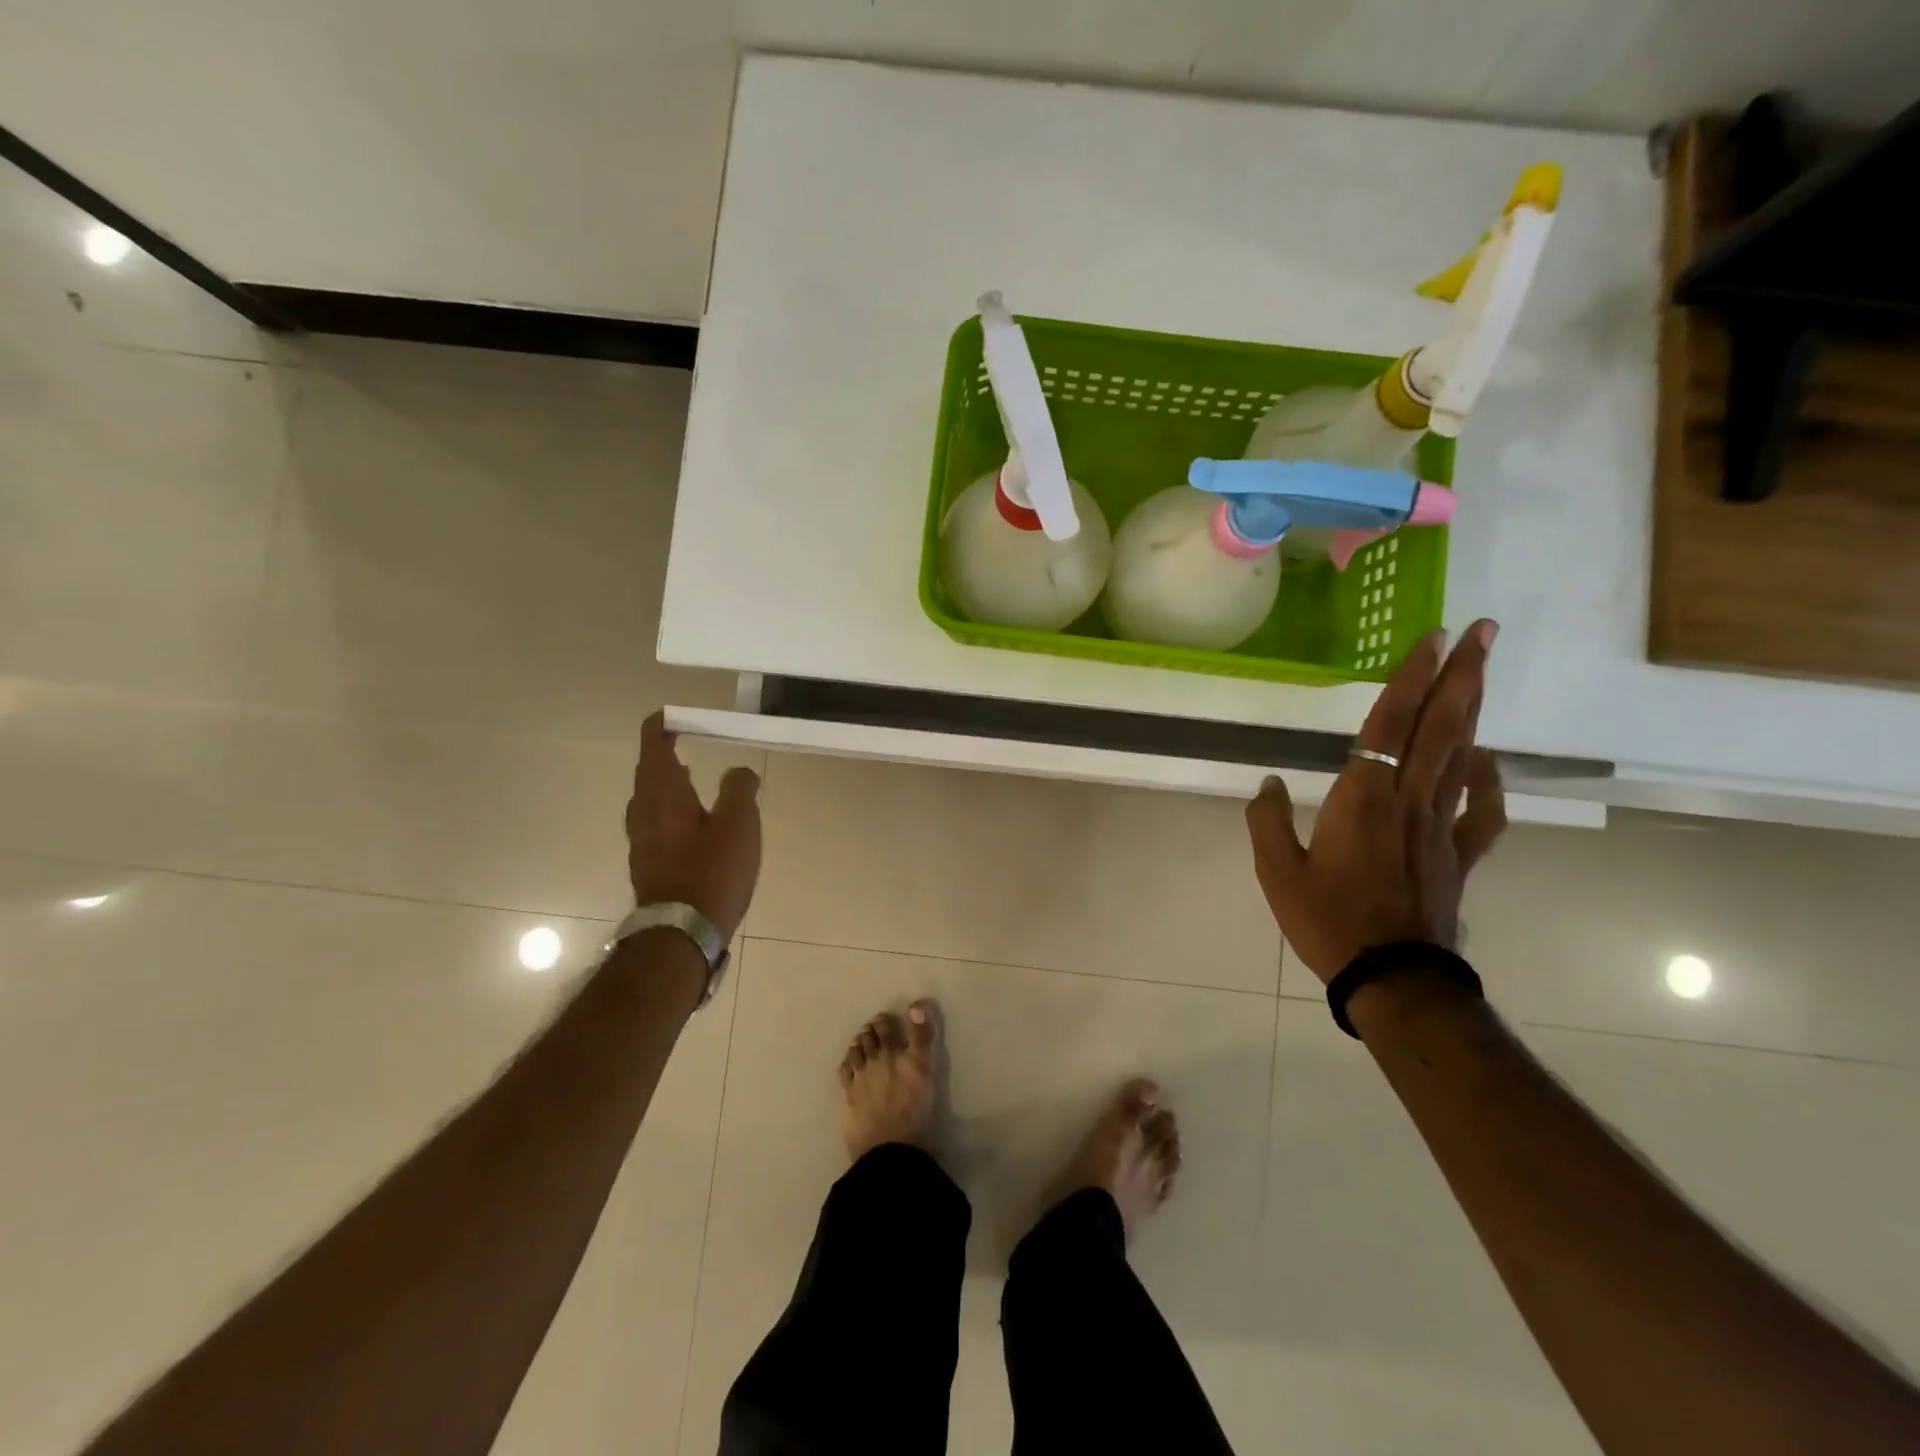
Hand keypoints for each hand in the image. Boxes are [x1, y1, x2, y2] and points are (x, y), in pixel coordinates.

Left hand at [626, 713, 762, 941]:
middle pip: (647, 773)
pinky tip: (689, 823)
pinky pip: (653, 823)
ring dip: (664, 783)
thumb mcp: (738, 823)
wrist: (682, 932)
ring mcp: (641, 841)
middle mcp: (644, 813)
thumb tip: (739, 770)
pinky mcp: (648, 864)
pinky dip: (667, 809)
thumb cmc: (712, 871)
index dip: (660, 727)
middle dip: (662, 754)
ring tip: (688, 778)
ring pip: (648, 800)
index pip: (653, 748)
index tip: (671, 715)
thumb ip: (739, 789)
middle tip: (683, 743)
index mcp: (663, 795)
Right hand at [1246, 620, 1507, 983]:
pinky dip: (1489, 780)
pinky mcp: (1457, 855)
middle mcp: (1408, 801)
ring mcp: (1440, 827)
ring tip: (1481, 672)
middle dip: (1462, 674)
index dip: (1409, 679)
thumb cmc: (1327, 922)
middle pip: (1439, 726)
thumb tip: (1269, 784)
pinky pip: (1482, 810)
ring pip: (1462, 755)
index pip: (1388, 725)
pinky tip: (1485, 759)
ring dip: (1473, 710)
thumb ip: (1267, 821)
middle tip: (1483, 631)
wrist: (1392, 978)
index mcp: (1362, 799)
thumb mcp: (1276, 872)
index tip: (1431, 639)